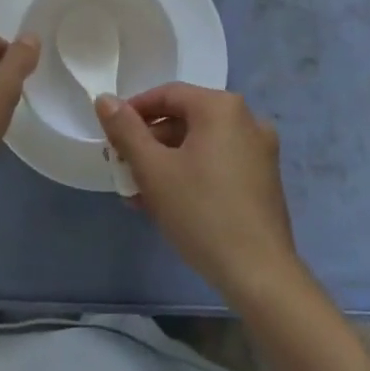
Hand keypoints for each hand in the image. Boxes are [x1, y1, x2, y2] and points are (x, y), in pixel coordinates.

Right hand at [97, 84, 299, 304]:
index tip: (111, 136)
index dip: (134, 112)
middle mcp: (246, 119)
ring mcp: (260, 150)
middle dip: (149, 143)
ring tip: (139, 194)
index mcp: (221, 107)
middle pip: (185, 119)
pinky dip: (192, 174)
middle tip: (123, 168)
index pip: (167, 94)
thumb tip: (105, 98)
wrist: (260, 275)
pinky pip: (219, 163)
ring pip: (201, 145)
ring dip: (167, 163)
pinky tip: (169, 204)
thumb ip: (126, 130)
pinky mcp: (265, 179)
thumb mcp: (154, 170)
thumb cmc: (202, 212)